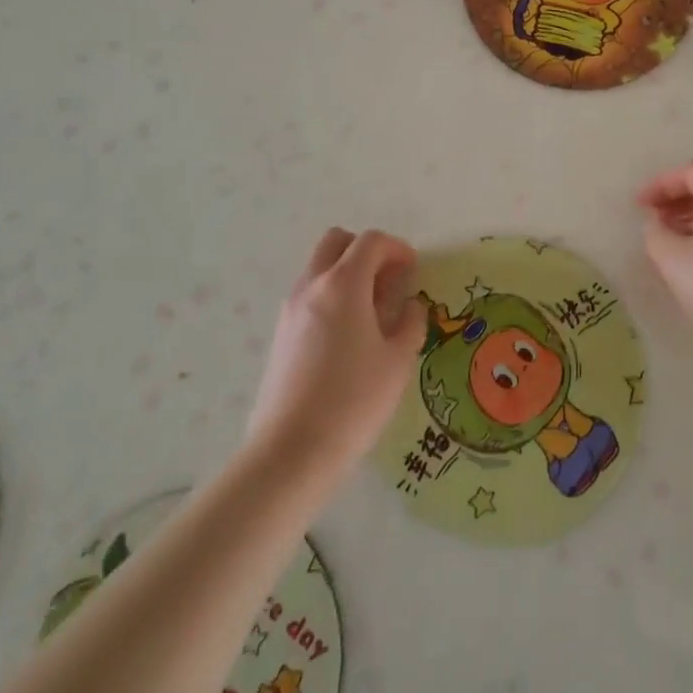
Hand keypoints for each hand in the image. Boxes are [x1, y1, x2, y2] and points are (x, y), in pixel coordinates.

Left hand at [247, 229, 426, 476]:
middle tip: (388, 282)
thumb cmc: (353, 400)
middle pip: (337, 242)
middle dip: (366, 251)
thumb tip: (410, 305)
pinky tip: (348, 335)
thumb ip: (410, 323)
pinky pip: (309, 294)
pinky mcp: (280, 333)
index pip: (371, 242)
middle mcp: (312, 285)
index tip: (413, 270)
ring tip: (371, 312)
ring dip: (347, 273)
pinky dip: (331, 296)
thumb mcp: (397, 362)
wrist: (291, 451)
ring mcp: (290, 308)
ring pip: (319, 267)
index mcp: (343, 284)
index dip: (397, 248)